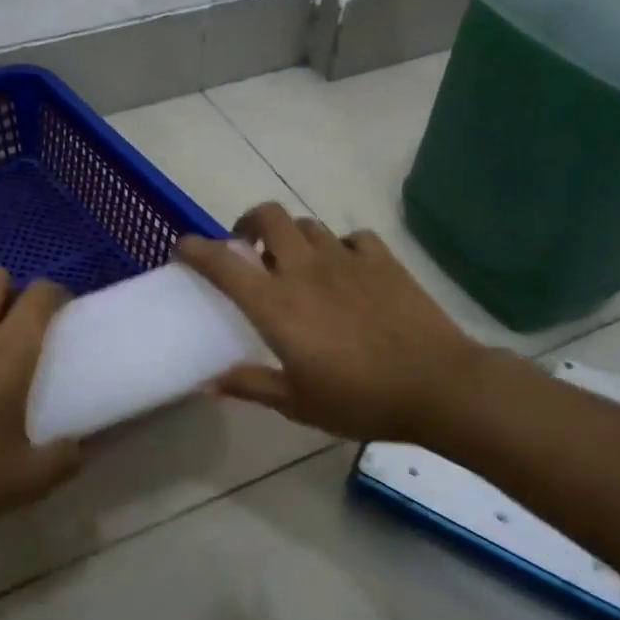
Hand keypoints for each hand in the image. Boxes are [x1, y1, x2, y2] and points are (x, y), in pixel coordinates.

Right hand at [175, 202, 487, 444]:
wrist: (437, 385)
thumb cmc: (359, 399)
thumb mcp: (297, 403)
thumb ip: (251, 385)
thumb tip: (209, 384)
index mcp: (275, 303)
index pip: (222, 262)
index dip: (196, 249)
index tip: (183, 247)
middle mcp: (304, 269)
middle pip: (268, 217)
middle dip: (248, 222)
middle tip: (247, 246)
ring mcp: (345, 259)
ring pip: (307, 225)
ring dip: (292, 237)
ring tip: (296, 262)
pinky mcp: (381, 259)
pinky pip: (352, 239)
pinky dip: (340, 248)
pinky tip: (346, 270)